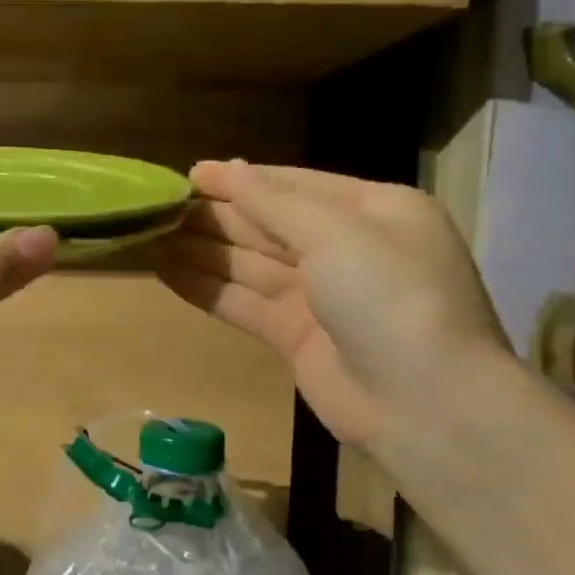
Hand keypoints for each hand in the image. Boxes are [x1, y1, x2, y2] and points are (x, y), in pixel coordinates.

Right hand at [156, 161, 511, 447]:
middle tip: (160, 207)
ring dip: (204, 251)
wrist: (424, 404)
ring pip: (251, 265)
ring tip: (151, 236)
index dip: (241, 179)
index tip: (190, 174)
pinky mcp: (297, 337)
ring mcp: (321, 296)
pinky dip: (208, 289)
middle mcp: (347, 249)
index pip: (295, 185)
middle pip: (269, 224)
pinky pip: (245, 303)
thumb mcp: (336, 233)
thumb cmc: (388, 296)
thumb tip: (230, 169)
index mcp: (373, 211)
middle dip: (217, 216)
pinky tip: (166, 273)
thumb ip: (274, 203)